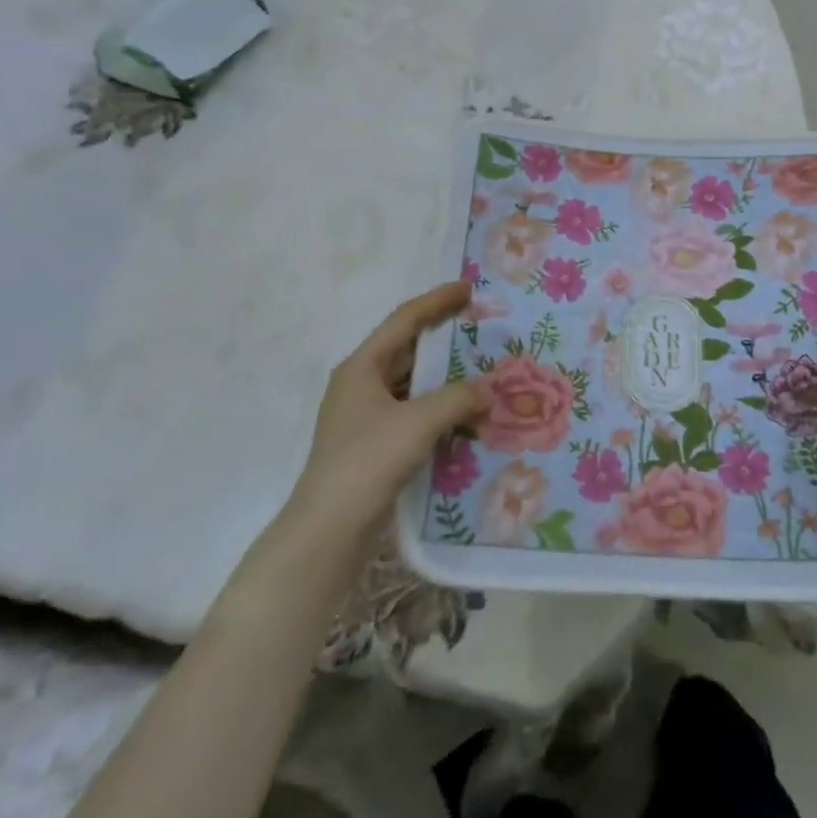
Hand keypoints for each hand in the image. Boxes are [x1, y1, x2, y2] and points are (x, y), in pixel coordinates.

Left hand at [284, 281, 487, 543]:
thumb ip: (458, 398)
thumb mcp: (418, 422)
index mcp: (362, 367)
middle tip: (480, 328)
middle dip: (444, 338)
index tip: (468, 288)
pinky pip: (413, 412)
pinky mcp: (374, 444)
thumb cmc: (368, 461)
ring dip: (445, 377)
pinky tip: (466, 416)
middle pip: (407, 349)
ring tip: (482, 370)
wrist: (329, 529)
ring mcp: (365, 416)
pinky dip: (439, 408)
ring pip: (412, 383)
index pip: (404, 320)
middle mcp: (360, 384)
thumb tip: (487, 389)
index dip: (437, 301)